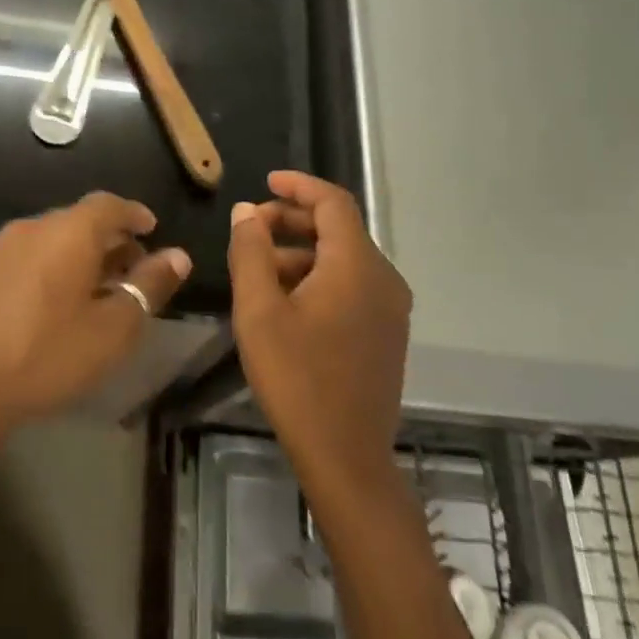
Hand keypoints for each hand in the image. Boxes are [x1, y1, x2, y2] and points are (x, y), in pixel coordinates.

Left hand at [0, 192, 190, 437]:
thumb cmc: (47, 356)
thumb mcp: (112, 329)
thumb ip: (149, 286)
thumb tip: (178, 256)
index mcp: (67, 233)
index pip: (109, 204)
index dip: (134, 214)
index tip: (151, 229)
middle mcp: (29, 228)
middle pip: (76, 221)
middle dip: (107, 240)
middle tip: (128, 270)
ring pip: (47, 240)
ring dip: (74, 256)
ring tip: (90, 290)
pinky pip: (21, 259)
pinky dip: (43, 270)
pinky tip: (46, 305)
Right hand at [228, 171, 411, 492]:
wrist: (346, 456)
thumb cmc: (296, 379)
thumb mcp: (259, 311)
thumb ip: (251, 252)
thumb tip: (247, 211)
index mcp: (357, 266)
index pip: (333, 202)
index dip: (298, 186)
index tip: (266, 181)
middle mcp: (383, 278)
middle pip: (339, 229)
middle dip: (293, 221)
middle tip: (251, 230)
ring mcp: (390, 308)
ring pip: (344, 259)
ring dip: (302, 253)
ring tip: (258, 269)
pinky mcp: (387, 332)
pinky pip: (352, 285)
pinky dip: (319, 277)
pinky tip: (285, 301)